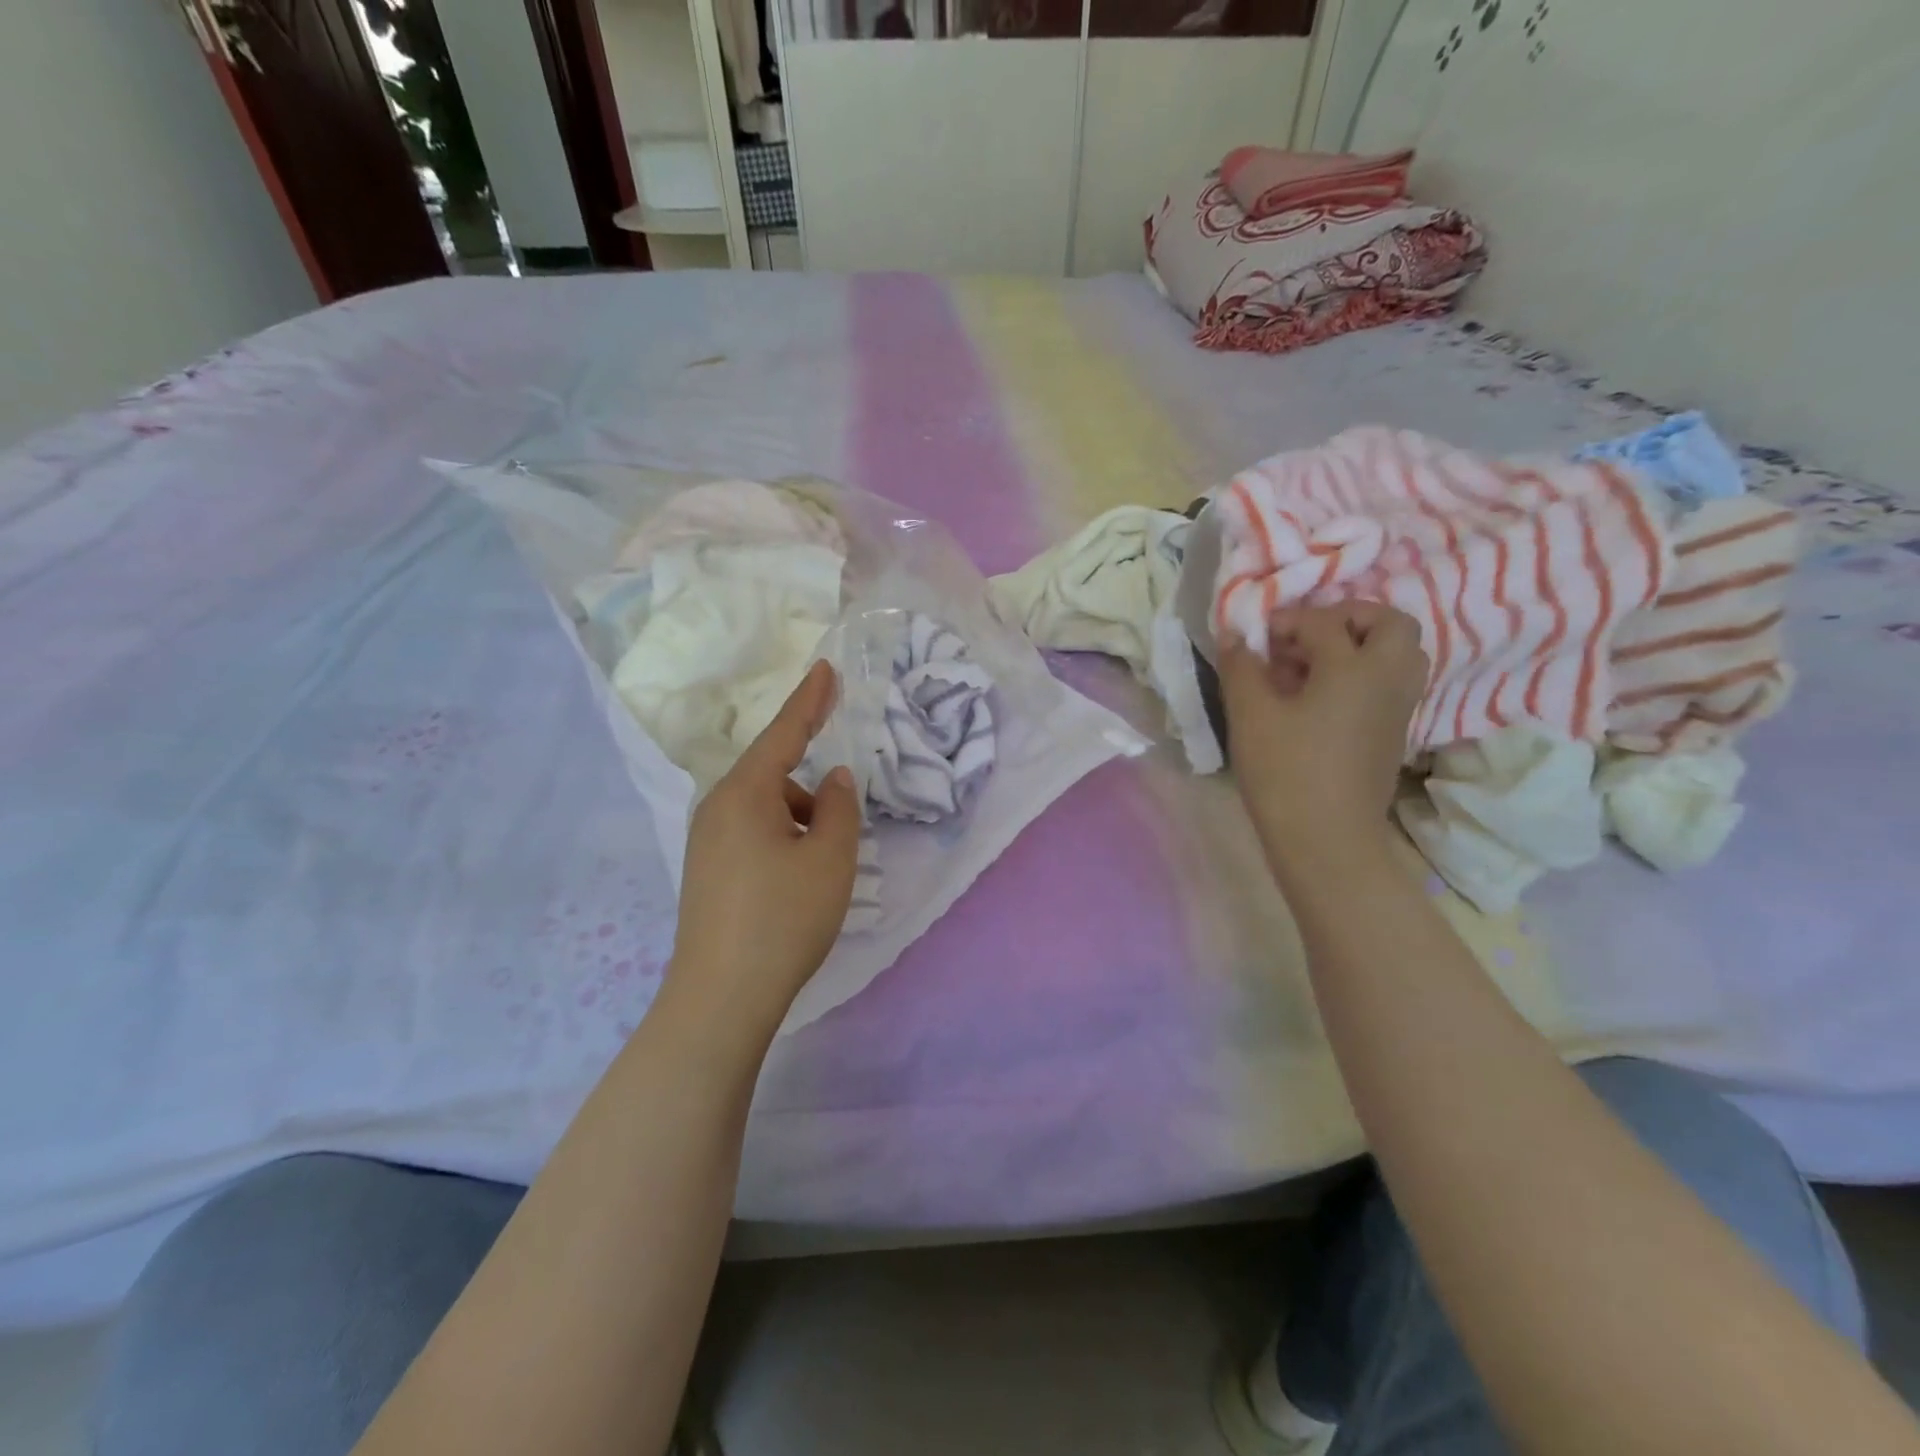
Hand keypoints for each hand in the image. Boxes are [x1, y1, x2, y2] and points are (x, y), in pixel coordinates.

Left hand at [667, 660, 860, 1035]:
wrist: (721, 997)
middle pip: (774, 775)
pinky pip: (752, 834)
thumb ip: (838, 807)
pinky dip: (783, 840)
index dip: (810, 699)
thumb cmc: (783, 917)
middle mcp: (717, 807)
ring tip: (823, 867)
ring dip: (800, 821)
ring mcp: (706, 840)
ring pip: (765, 809)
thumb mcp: (830, 858)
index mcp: (745, 793)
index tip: (826, 668)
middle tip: (840, 824)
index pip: (784, 732)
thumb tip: (832, 779)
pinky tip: (798, 880)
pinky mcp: (706, 870)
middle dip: (812, 791)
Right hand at [1218, 601, 1426, 867]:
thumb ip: (1241, 667)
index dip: (1286, 621)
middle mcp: (1387, 679)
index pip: (1323, 622)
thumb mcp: (1250, 715)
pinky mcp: (1394, 734)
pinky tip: (1323, 698)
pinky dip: (1365, 675)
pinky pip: (1391, 684)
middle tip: (1308, 636)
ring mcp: (1398, 708)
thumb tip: (1236, 634)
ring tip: (1317, 665)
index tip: (1256, 639)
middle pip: (1390, 624)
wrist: (1326, 839)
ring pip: (1400, 655)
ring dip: (1363, 646)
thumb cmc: (1285, 772)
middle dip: (1349, 618)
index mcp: (1354, 667)